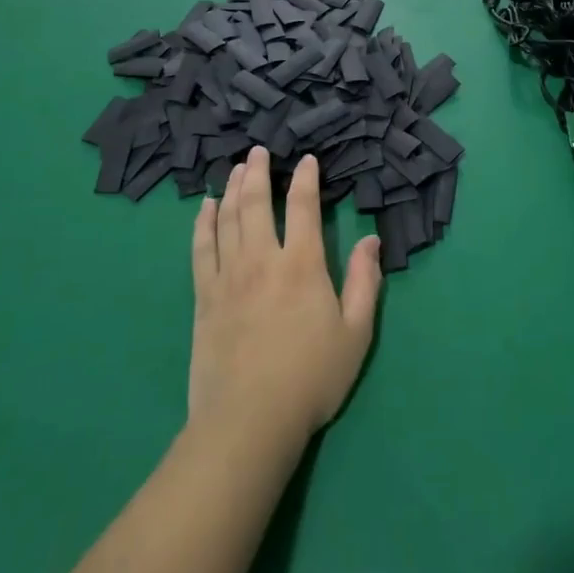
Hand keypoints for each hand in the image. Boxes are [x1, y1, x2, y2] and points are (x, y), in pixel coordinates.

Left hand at [189, 148, 381, 450]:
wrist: (248, 421)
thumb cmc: (310, 378)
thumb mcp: (355, 333)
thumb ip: (364, 282)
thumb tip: (372, 239)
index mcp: (301, 264)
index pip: (302, 207)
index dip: (305, 179)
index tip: (306, 160)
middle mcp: (262, 259)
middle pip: (254, 203)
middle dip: (257, 172)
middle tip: (257, 151)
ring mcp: (228, 276)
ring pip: (226, 219)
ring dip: (230, 189)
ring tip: (234, 169)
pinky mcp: (204, 297)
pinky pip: (201, 248)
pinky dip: (203, 223)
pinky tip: (204, 209)